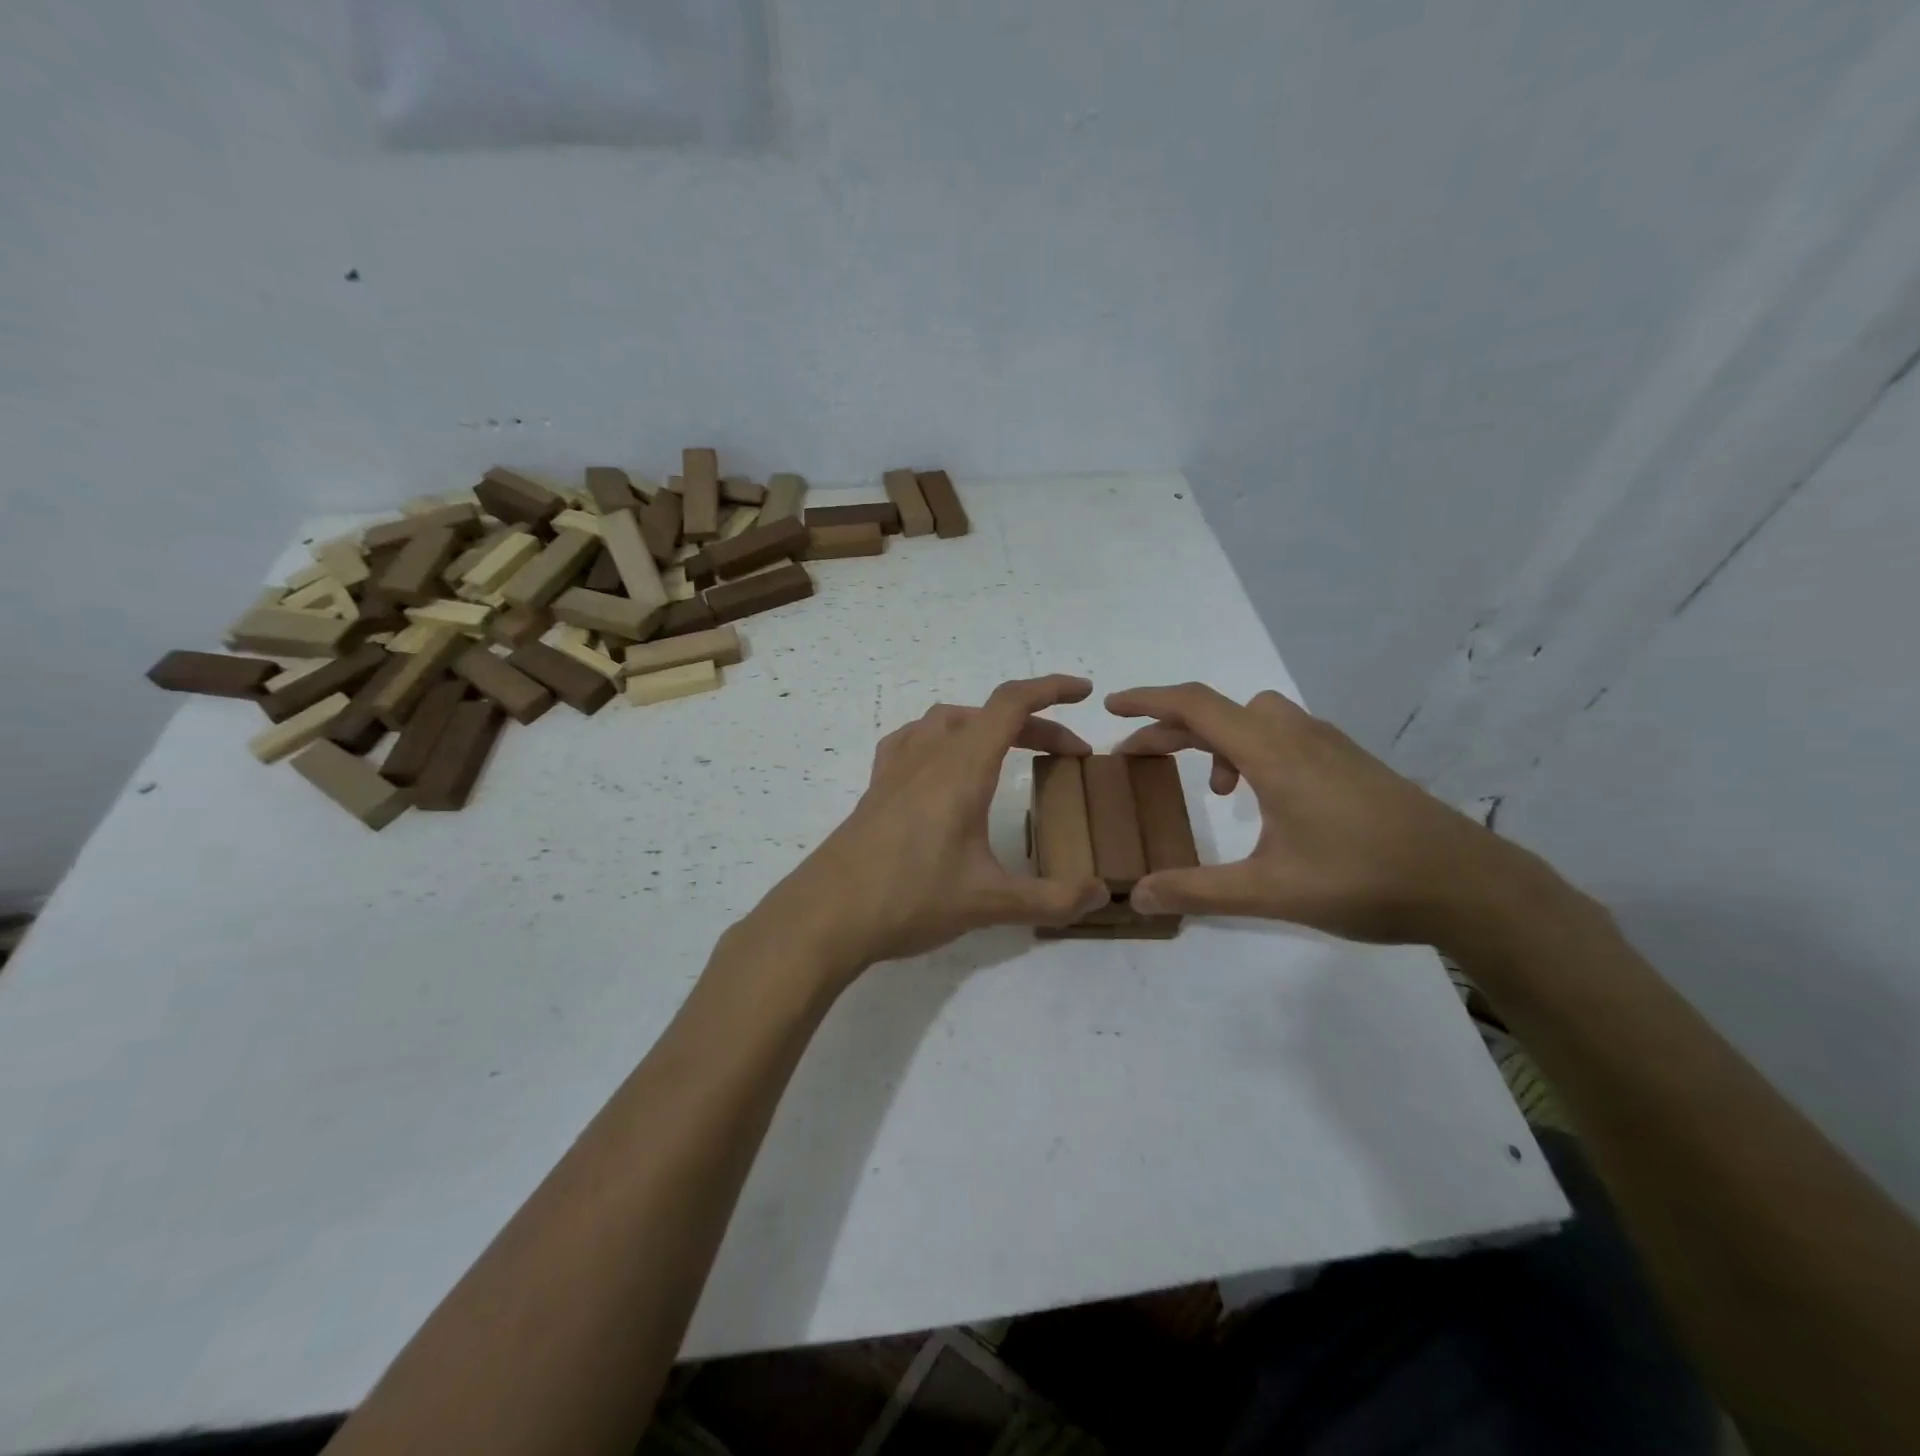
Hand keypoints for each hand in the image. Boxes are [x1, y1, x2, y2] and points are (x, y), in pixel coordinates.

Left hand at [745, 675, 1110, 980]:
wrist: (826, 916)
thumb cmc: (910, 899)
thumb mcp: (989, 903)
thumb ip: (1051, 899)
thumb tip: (1099, 893)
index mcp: (961, 768)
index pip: (1011, 704)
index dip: (1051, 689)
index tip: (1083, 691)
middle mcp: (928, 755)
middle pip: (987, 715)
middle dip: (1035, 725)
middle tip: (1067, 755)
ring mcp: (896, 768)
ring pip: (947, 720)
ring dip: (986, 726)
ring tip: (1009, 753)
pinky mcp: (876, 788)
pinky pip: (913, 740)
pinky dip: (942, 738)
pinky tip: (944, 768)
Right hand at [1107, 683, 1553, 947]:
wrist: (1468, 884)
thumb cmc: (1364, 880)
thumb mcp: (1270, 892)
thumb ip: (1198, 891)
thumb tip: (1137, 897)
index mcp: (1272, 754)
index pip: (1195, 705)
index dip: (1147, 701)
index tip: (1110, 706)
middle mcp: (1297, 735)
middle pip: (1219, 709)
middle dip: (1171, 728)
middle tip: (1137, 758)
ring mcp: (1329, 746)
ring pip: (1254, 718)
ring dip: (1216, 739)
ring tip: (1210, 789)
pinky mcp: (1349, 762)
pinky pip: (1283, 735)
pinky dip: (1252, 751)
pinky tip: (1262, 800)